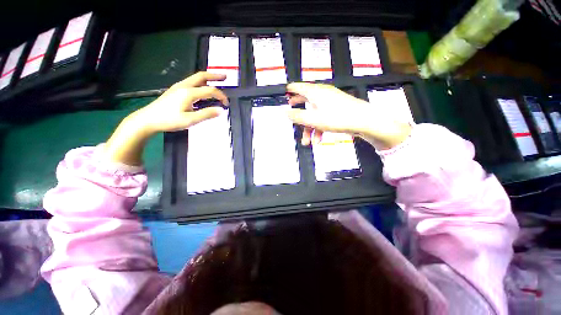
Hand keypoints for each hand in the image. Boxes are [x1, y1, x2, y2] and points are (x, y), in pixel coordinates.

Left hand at [105, 72, 228, 165]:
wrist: (147, 119)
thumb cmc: (169, 120)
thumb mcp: (190, 120)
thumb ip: (206, 114)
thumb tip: (221, 110)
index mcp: (189, 93)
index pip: (210, 90)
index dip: (221, 96)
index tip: (227, 104)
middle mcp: (184, 86)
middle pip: (201, 76)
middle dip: (215, 76)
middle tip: (225, 77)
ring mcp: (178, 87)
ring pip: (196, 78)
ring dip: (208, 78)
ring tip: (216, 80)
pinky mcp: (175, 90)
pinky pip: (191, 82)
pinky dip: (201, 83)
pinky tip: (203, 88)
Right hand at [286, 83, 411, 149]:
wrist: (364, 121)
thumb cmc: (337, 118)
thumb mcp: (313, 119)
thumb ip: (297, 116)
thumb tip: (285, 112)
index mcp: (315, 93)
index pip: (298, 87)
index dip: (290, 90)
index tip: (284, 93)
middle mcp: (322, 94)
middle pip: (306, 101)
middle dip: (298, 113)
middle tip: (291, 115)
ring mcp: (330, 102)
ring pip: (315, 113)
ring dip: (310, 128)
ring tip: (307, 141)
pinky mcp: (337, 109)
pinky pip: (323, 117)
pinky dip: (319, 128)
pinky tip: (318, 139)